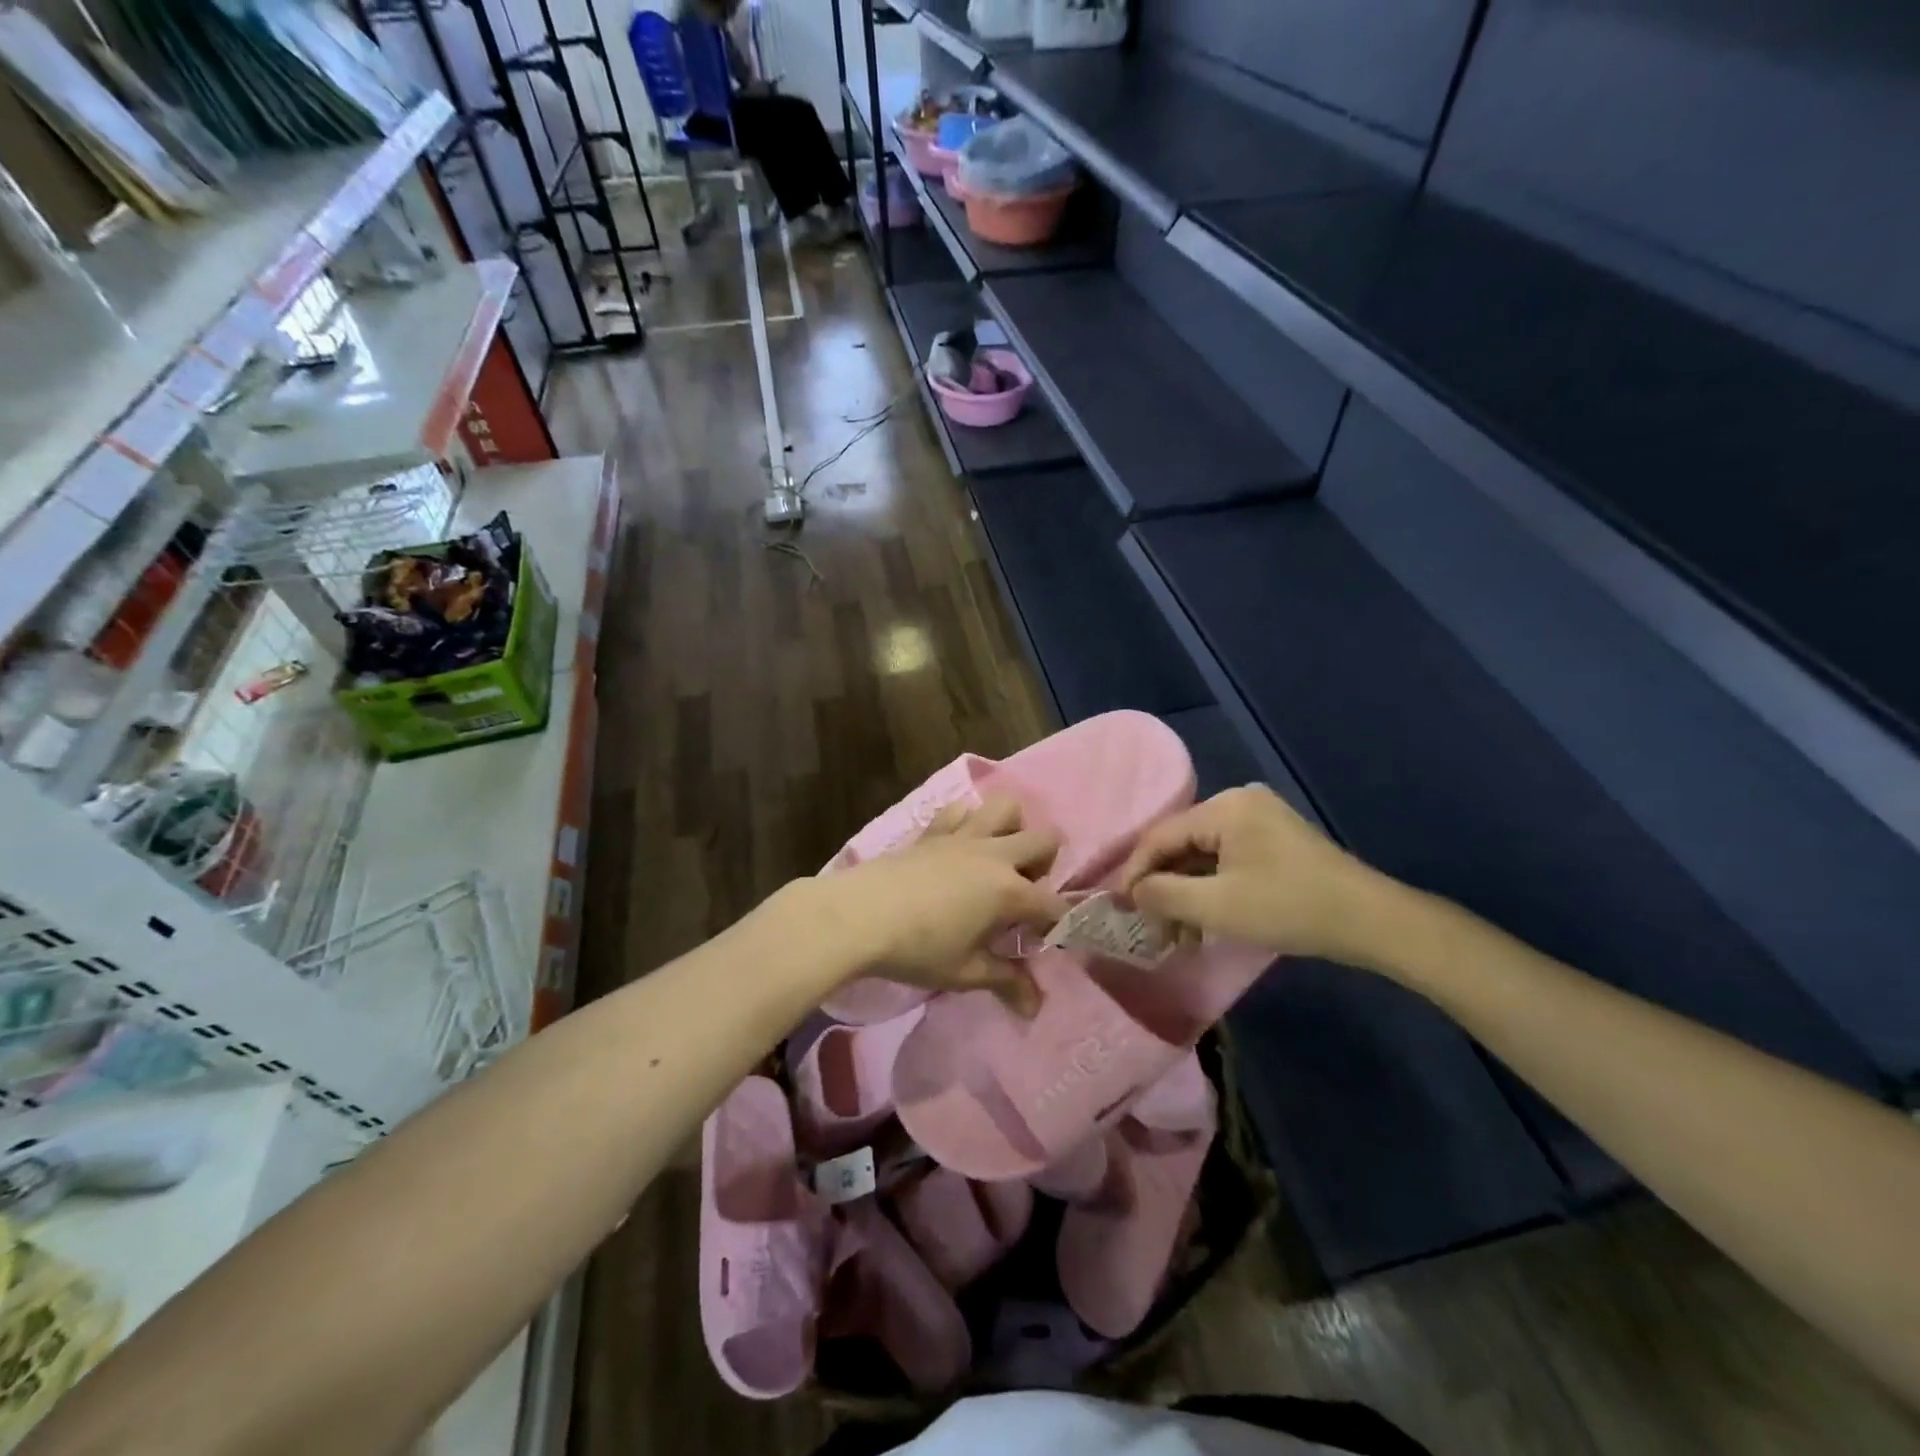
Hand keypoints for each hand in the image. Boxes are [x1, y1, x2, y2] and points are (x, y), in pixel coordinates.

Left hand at [800, 796, 1067, 1011]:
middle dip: (1046, 865)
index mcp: (1009, 891)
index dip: (1059, 923)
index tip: (1048, 939)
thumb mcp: (964, 972)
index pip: (1053, 904)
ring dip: (1013, 829)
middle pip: (1044, 840)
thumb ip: (1005, 982)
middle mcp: (994, 856)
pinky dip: (968, 820)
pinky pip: (961, 809)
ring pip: (1007, 809)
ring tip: (998, 859)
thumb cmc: (916, 949)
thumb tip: (1034, 1008)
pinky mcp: (933, 831)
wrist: (858, 915)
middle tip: (1024, 894)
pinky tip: (959, 844)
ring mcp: (963, 836)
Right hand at [1118, 785, 1392, 963]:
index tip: (1118, 906)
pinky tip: (1204, 920)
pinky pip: (1226, 859)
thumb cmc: (1288, 908)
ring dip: (1186, 893)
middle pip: (1181, 844)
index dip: (1135, 872)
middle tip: (1151, 927)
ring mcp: (1260, 819)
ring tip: (1177, 934)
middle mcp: (1239, 802)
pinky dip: (1211, 888)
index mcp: (1224, 808)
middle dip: (1163, 887)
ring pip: (1203, 854)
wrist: (1370, 921)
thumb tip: (1132, 892)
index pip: (1161, 836)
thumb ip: (1164, 895)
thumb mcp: (1217, 907)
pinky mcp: (1275, 839)